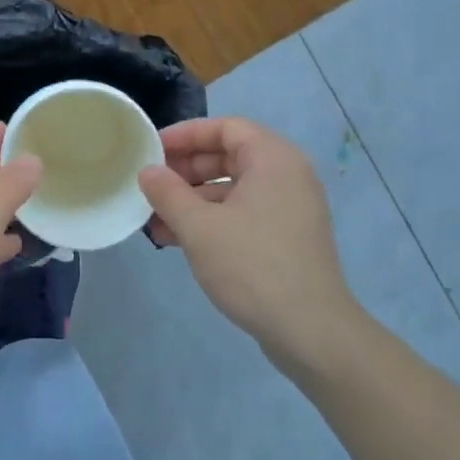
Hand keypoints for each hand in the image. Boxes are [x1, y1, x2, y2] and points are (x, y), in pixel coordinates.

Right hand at [139, 117, 364, 371]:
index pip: (225, 127)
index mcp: (273, 159)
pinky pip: (243, 213)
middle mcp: (287, 175)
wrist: (311, 331)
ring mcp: (290, 208)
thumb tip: (147, 171)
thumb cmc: (253, 265)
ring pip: (233, 188)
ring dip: (192, 200)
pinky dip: (212, 220)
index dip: (185, 134)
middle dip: (185, 170)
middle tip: (151, 185)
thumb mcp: (199, 227)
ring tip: (155, 219)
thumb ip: (168, 193)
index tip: (152, 150)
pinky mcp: (287, 237)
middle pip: (229, 156)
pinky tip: (178, 240)